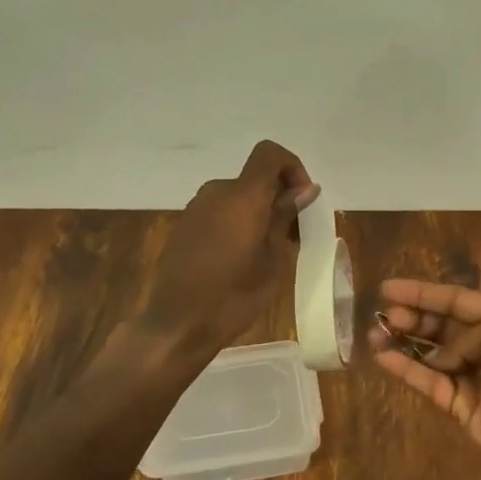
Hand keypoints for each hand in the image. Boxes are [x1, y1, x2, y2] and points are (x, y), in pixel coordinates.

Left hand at [137, 140, 318, 357]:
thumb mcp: (272, 261)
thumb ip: (285, 218)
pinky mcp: (184, 225)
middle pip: (254, 177)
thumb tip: (304, 189)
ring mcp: (196, 208)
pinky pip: (219, 211)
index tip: (301, 199)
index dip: (291, 167)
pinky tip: (239, 258)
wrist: (176, 325)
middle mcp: (216, 192)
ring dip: (257, 211)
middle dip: (277, 196)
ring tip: (267, 251)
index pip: (269, 153)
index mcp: (242, 197)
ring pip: (237, 196)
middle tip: (292, 235)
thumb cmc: (233, 297)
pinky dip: (237, 222)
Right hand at [369, 279, 480, 479]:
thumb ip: (464, 337)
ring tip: (375, 333)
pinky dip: (407, 371)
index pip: (457, 299)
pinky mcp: (463, 409)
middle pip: (442, 326)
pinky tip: (384, 358)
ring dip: (404, 343)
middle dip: (413, 317)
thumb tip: (442, 357)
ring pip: (432, 355)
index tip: (388, 288)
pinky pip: (431, 384)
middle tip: (384, 314)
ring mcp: (475, 377)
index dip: (423, 293)